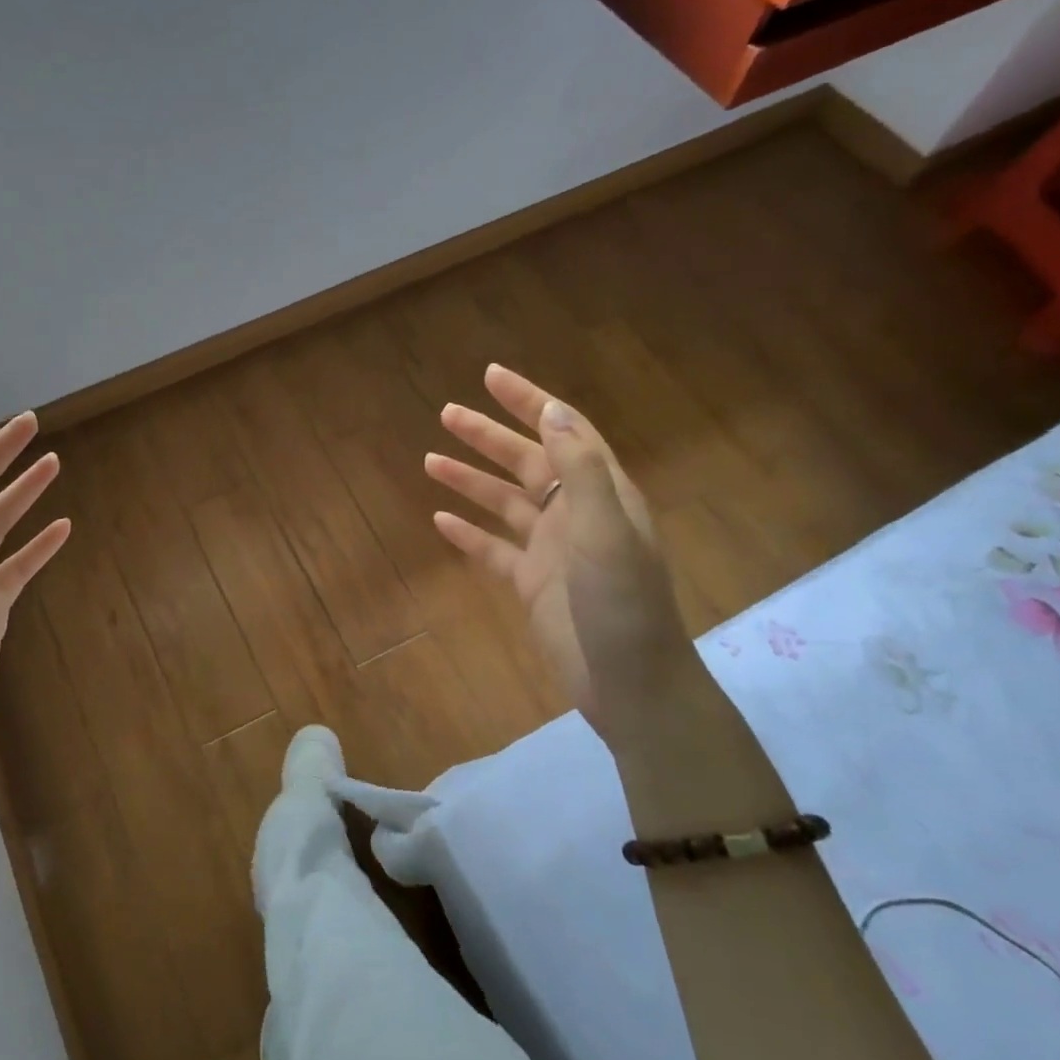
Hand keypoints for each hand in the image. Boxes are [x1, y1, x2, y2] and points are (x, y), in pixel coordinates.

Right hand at [425, 364, 697, 747]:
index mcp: (601, 493)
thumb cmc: (623, 604)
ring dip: (470, 480)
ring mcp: (551, 550)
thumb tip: (552, 411)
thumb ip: (580, 470)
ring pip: (503, 503)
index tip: (492, 376)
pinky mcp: (531, 583)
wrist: (629, 683)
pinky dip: (468, 534)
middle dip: (487, 436)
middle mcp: (575, 513)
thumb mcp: (607, 531)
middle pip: (526, 462)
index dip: (529, 402)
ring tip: (429, 460)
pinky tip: (440, 520)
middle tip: (446, 413)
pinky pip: (493, 550)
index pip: (563, 432)